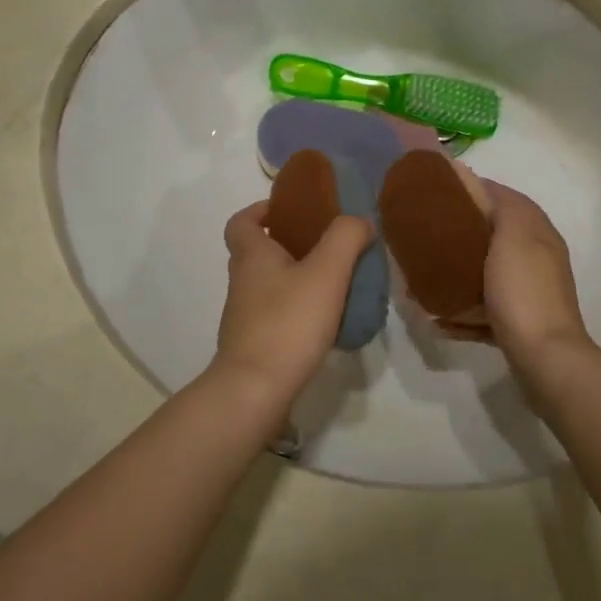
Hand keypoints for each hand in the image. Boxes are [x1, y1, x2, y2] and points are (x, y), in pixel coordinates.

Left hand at [214, 201, 374, 396]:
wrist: (255, 389)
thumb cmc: (288, 322)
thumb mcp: (326, 272)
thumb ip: (345, 238)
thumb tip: (358, 221)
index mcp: (251, 255)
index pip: (241, 222)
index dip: (260, 211)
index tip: (288, 211)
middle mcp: (242, 281)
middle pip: (257, 252)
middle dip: (287, 244)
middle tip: (324, 246)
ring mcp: (244, 315)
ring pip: (267, 284)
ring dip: (294, 278)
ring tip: (333, 284)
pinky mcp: (253, 343)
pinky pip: (275, 314)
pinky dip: (296, 310)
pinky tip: (325, 322)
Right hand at [444, 184, 597, 379]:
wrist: (545, 358)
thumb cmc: (524, 291)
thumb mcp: (513, 237)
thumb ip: (501, 207)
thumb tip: (480, 185)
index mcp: (537, 233)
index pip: (506, 198)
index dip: (476, 189)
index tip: (441, 191)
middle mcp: (536, 258)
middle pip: (494, 236)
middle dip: (462, 233)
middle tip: (428, 233)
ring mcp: (527, 293)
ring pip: (486, 274)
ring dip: (458, 274)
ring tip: (426, 275)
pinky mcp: (516, 323)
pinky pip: (482, 311)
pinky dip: (461, 312)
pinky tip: (437, 317)